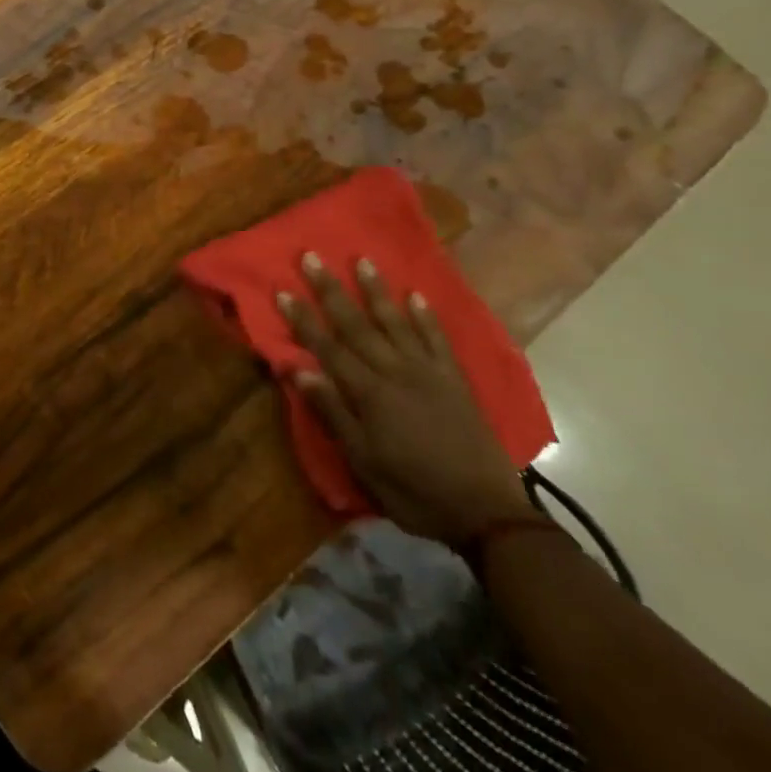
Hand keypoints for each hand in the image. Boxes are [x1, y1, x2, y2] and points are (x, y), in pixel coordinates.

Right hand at [280, 254, 530, 542]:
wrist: (487, 514)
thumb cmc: (414, 490)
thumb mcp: (363, 460)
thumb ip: (332, 411)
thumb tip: (298, 369)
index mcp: (368, 393)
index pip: (326, 347)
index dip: (303, 319)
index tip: (282, 289)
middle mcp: (395, 372)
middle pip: (356, 325)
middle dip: (330, 291)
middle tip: (311, 257)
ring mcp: (428, 373)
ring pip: (395, 323)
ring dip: (376, 291)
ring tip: (362, 261)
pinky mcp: (455, 382)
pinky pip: (438, 341)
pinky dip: (426, 318)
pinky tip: (416, 296)